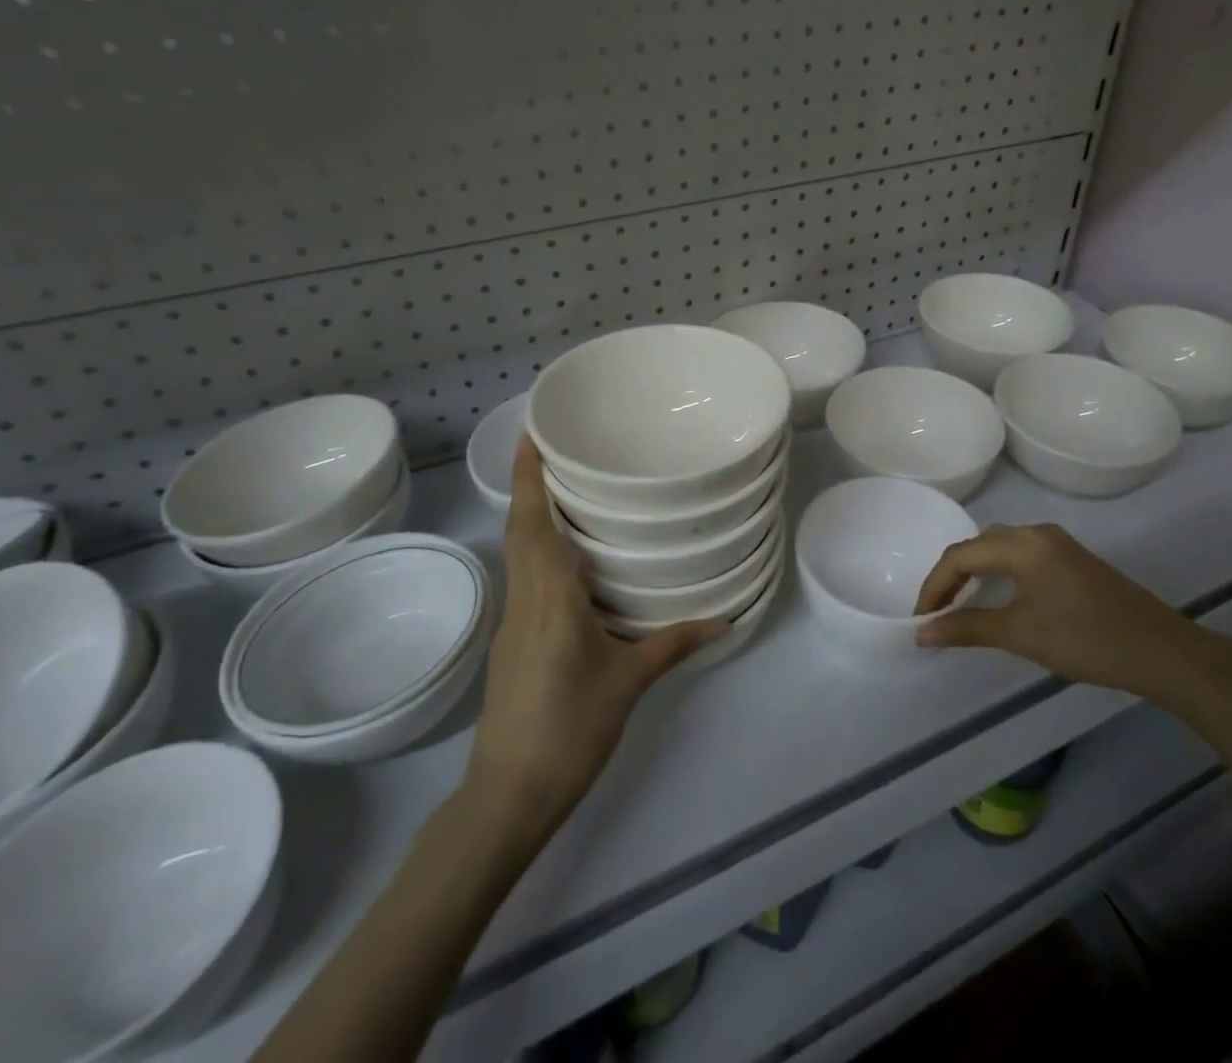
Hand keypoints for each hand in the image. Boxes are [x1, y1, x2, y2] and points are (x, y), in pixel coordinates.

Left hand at [460, 439, 726, 834]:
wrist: (507, 796)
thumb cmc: (569, 729)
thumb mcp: (628, 682)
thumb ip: (674, 644)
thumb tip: (724, 619)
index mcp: (550, 597)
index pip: (533, 524)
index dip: (528, 478)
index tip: (529, 436)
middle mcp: (525, 599)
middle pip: (520, 530)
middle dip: (530, 486)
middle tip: (554, 449)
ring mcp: (513, 622)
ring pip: (519, 554)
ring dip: (532, 517)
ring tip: (565, 491)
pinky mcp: (512, 644)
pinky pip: (525, 580)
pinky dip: (537, 551)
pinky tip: (565, 560)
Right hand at [913, 523, 1218, 703]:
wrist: (1162, 652)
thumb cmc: (1085, 639)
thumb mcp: (1020, 634)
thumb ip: (966, 628)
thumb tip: (922, 632)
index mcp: (1022, 543)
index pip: (960, 555)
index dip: (934, 586)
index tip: (921, 620)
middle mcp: (1037, 533)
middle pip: (979, 545)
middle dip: (952, 576)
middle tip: (937, 611)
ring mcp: (1059, 545)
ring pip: (1001, 548)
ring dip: (976, 573)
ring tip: (960, 606)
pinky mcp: (1074, 561)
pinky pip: (1022, 557)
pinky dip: (999, 574)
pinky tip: (1000, 599)